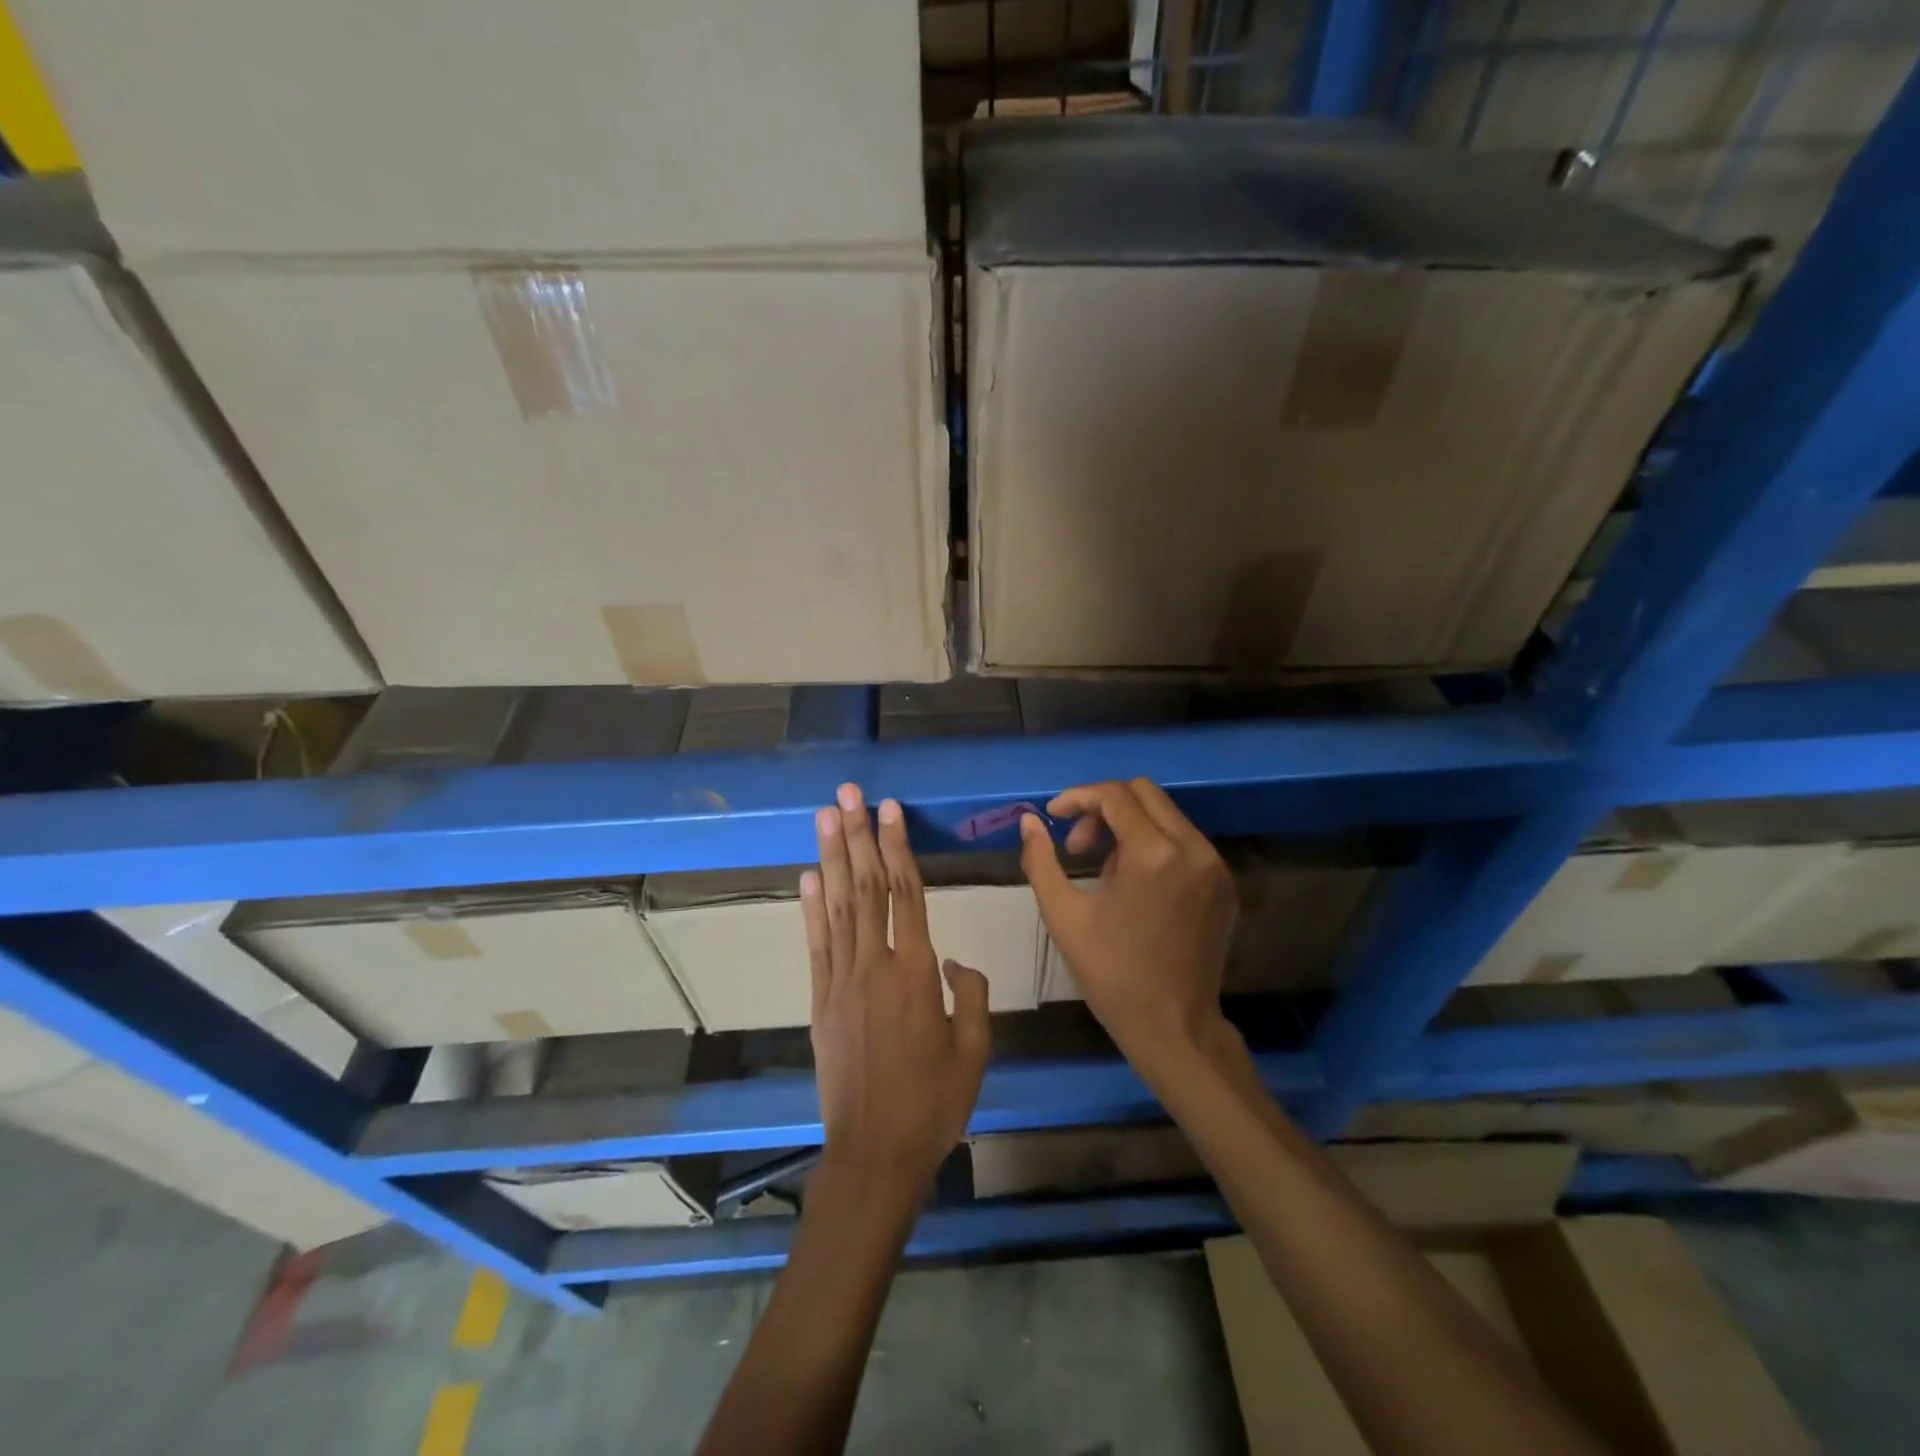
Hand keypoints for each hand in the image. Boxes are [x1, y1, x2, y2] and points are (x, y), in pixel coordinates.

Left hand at [804, 783, 990, 1202]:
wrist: (874, 1154)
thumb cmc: (933, 1104)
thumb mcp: (974, 1051)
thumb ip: (971, 996)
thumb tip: (954, 961)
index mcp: (916, 974)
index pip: (906, 893)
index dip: (897, 846)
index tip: (890, 809)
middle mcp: (875, 965)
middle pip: (866, 887)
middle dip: (858, 835)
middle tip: (847, 793)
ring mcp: (841, 981)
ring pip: (837, 906)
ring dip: (832, 857)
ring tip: (825, 817)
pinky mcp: (820, 1000)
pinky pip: (816, 943)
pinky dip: (811, 906)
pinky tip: (809, 876)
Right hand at [1020, 779, 1237, 1075]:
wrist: (1174, 1028)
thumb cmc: (1112, 974)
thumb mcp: (1063, 916)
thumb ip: (1041, 861)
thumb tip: (1028, 822)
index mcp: (1154, 854)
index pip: (1114, 796)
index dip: (1077, 797)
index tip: (1052, 817)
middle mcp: (1193, 848)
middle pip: (1144, 792)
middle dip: (1103, 807)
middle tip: (1078, 846)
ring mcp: (1215, 866)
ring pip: (1166, 814)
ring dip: (1128, 825)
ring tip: (1103, 871)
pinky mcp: (1224, 884)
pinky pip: (1184, 841)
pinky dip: (1154, 844)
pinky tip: (1134, 884)